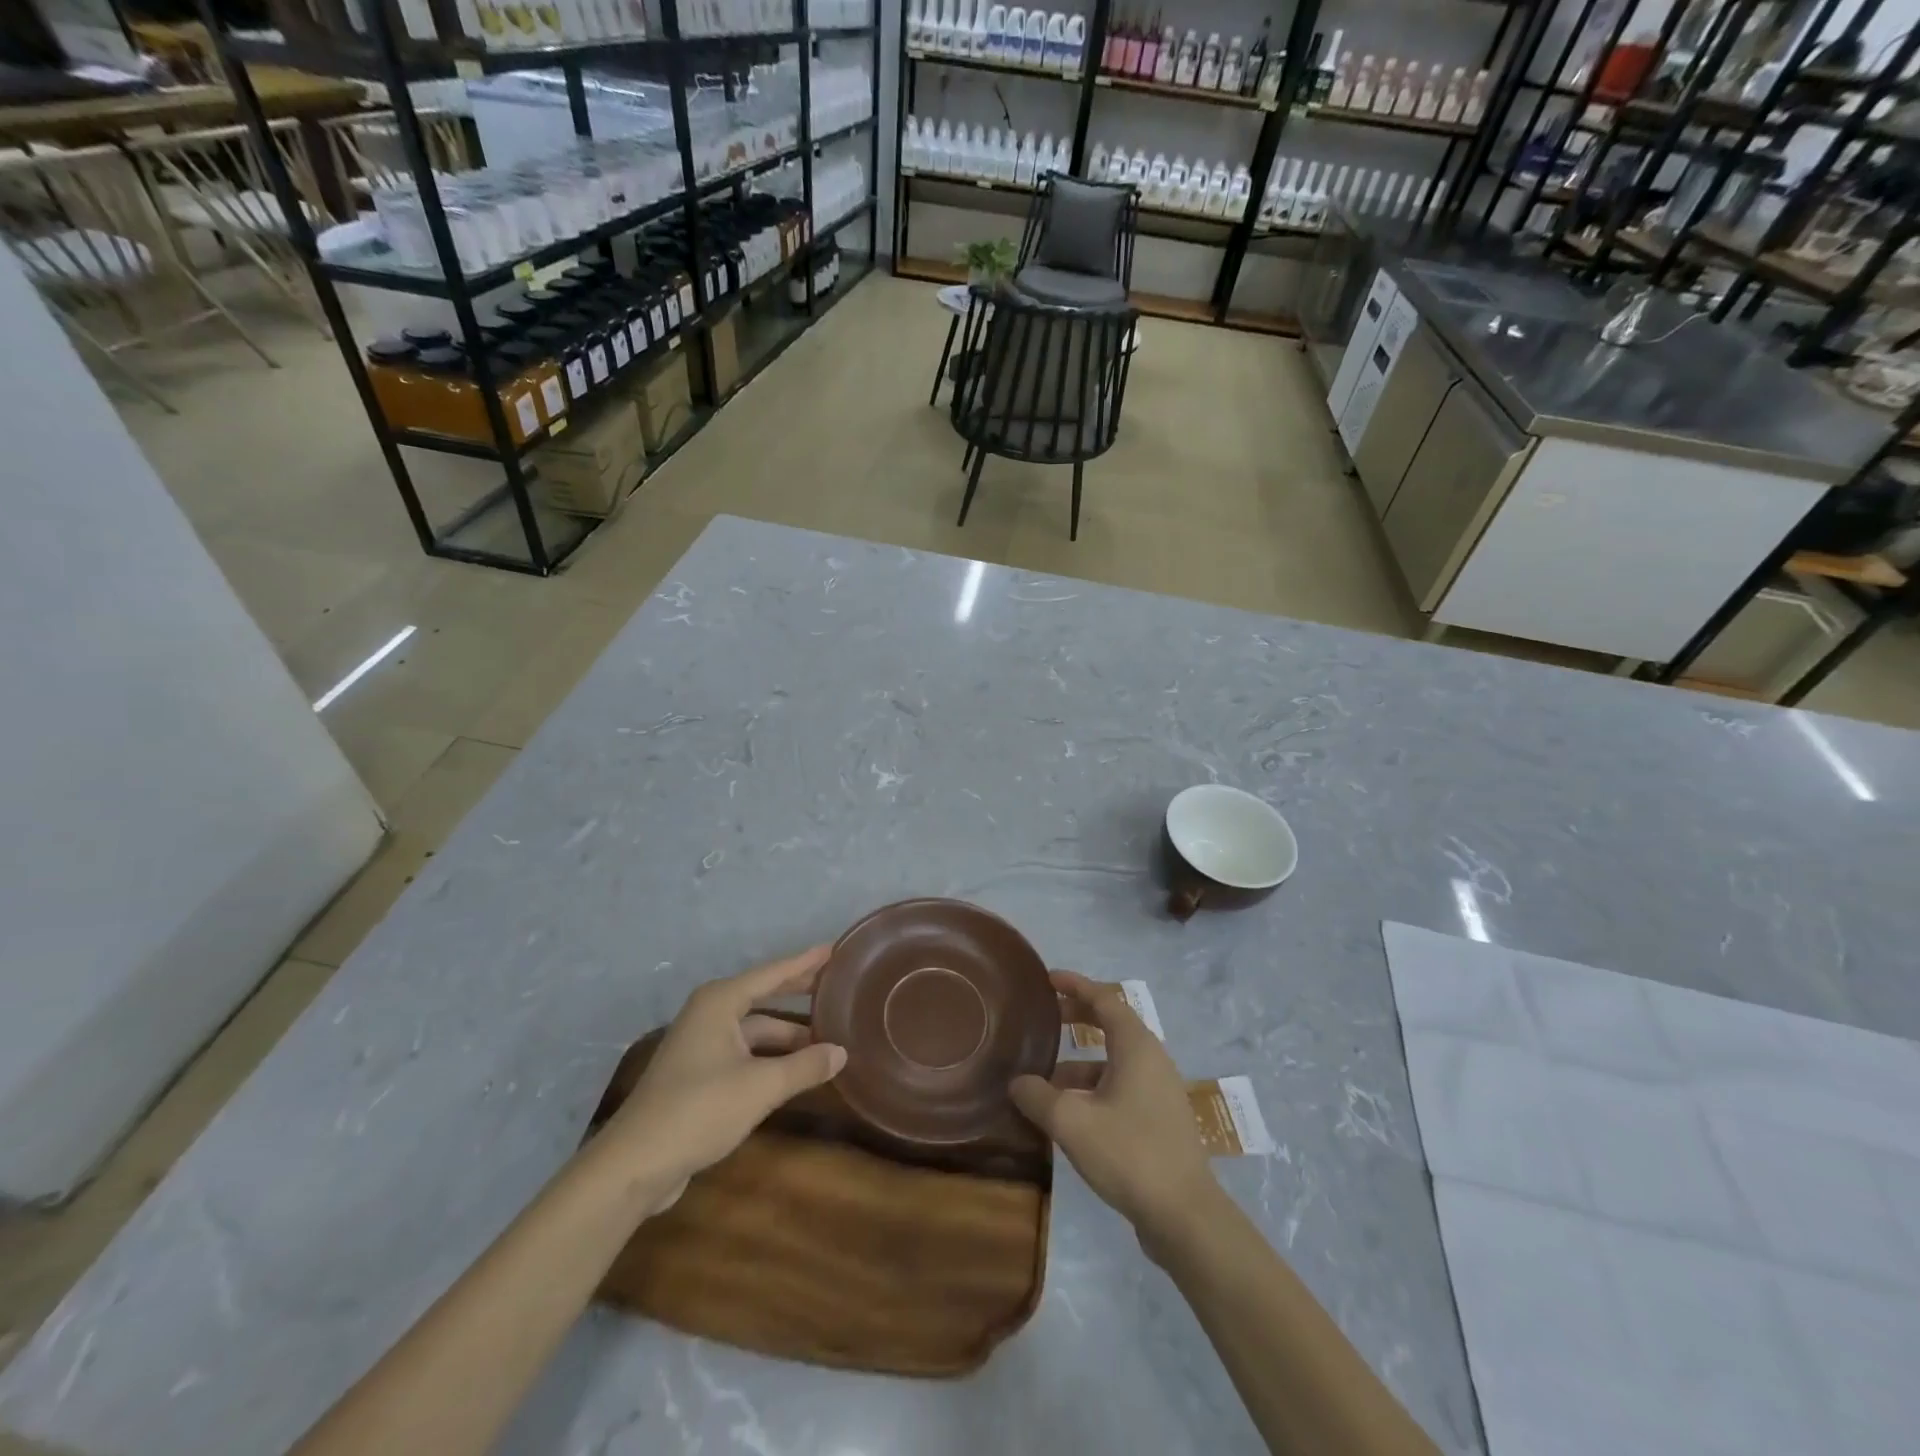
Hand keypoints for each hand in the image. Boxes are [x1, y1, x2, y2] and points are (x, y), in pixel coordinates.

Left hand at [601, 946, 845, 1214]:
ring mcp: (701, 1044)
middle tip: (834, 984)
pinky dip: (770, 1055)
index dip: (805, 962)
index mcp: (720, 1002)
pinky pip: (745, 1051)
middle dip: (797, 991)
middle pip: (763, 995)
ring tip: (826, 1037)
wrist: (635, 1164)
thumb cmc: (699, 1109)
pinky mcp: (698, 1073)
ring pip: (755, 1029)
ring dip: (787, 1034)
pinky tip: (794, 1068)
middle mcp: (709, 1014)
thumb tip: (841, 1052)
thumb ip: (805, 1066)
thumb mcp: (761, 1086)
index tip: (833, 949)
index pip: (772, 973)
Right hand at [1010, 971, 1215, 1245]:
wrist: (1184, 1216)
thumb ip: (1038, 1096)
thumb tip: (1017, 1082)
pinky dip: (1093, 1087)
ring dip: (1080, 1061)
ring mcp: (1159, 1091)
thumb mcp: (1072, 1122)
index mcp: (1136, 1047)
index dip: (1075, 985)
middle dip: (1078, 1017)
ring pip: (1114, 1060)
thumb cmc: (1129, 1154)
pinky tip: (1069, 1113)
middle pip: (1112, 1025)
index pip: (1104, 999)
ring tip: (1044, 1077)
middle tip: (1045, 1016)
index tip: (1048, 978)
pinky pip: (1121, 1086)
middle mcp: (1151, 1060)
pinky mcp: (1159, 1119)